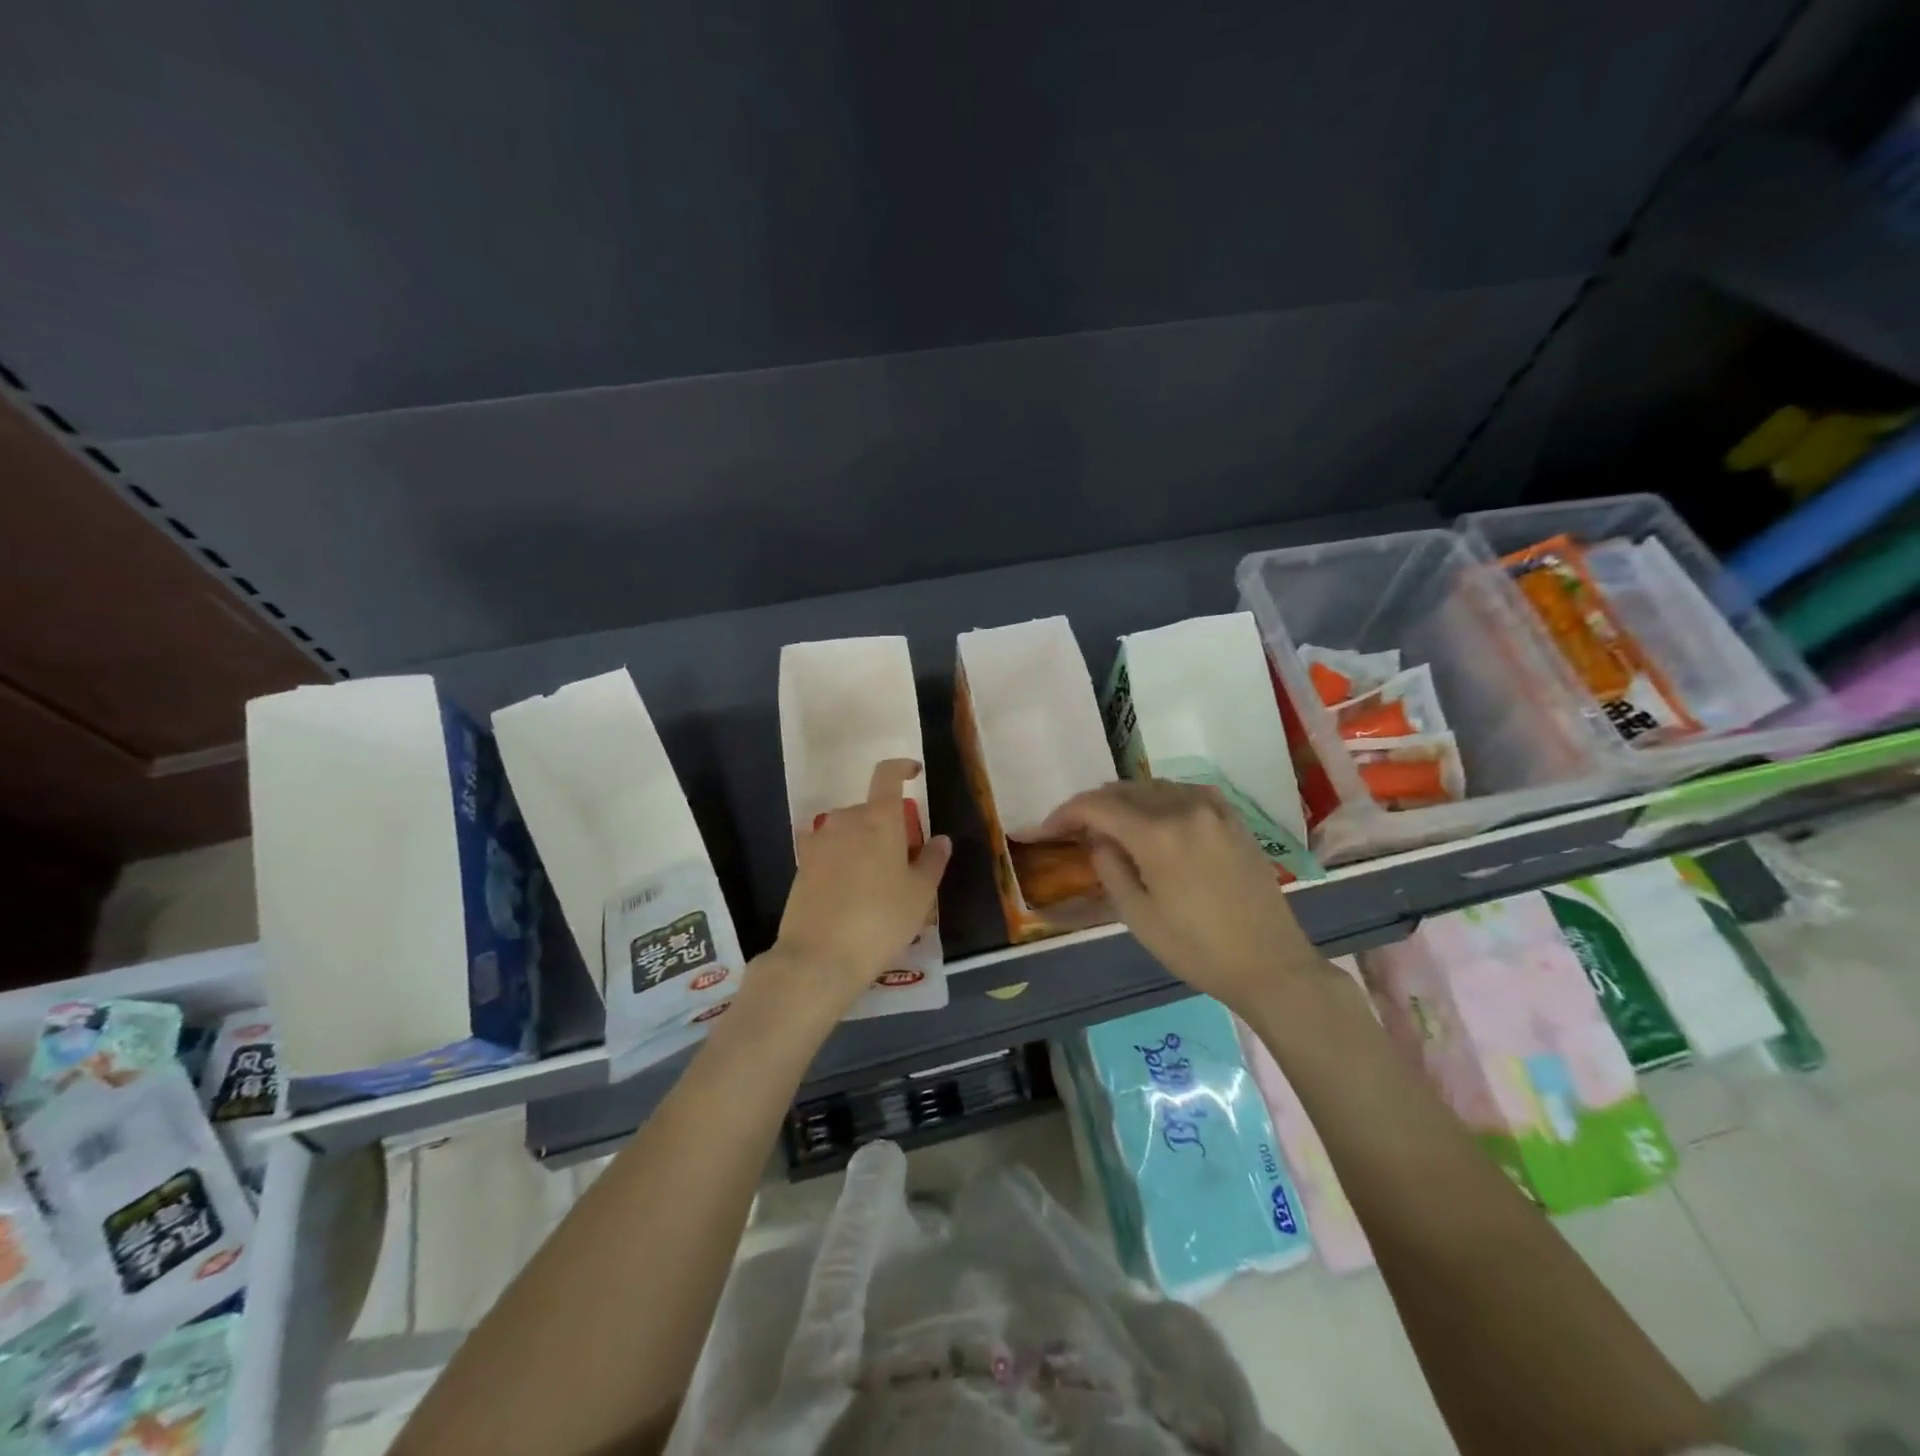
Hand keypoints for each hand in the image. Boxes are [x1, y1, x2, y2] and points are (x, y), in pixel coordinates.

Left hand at [759, 759, 951, 1020]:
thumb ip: (933, 861)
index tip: (914, 773)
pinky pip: (829, 849)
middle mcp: (846, 820)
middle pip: (869, 808)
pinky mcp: (801, 865)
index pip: (887, 774)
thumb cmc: (881, 920)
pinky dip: (842, 858)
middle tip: (903, 856)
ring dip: (862, 841)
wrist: (819, 956)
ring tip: (876, 878)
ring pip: (847, 829)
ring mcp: (819, 841)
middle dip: (887, 823)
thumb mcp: (920, 894)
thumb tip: (940, 839)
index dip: (902, 768)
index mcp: (879, 819)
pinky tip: (849, 889)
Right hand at [1037, 780, 1321, 1013]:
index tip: (1049, 829)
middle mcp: (1186, 808)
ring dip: (1127, 800)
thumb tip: (1098, 838)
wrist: (1270, 964)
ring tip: (1112, 825)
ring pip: (1155, 787)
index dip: (1066, 813)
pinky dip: (1161, 800)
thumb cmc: (1197, 949)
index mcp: (1158, 834)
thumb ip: (1109, 867)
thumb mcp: (1138, 915)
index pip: (1098, 806)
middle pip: (1125, 790)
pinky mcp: (1234, 819)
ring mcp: (1214, 809)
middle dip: (1095, 806)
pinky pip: (1186, 793)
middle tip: (1077, 830)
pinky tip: (1156, 820)